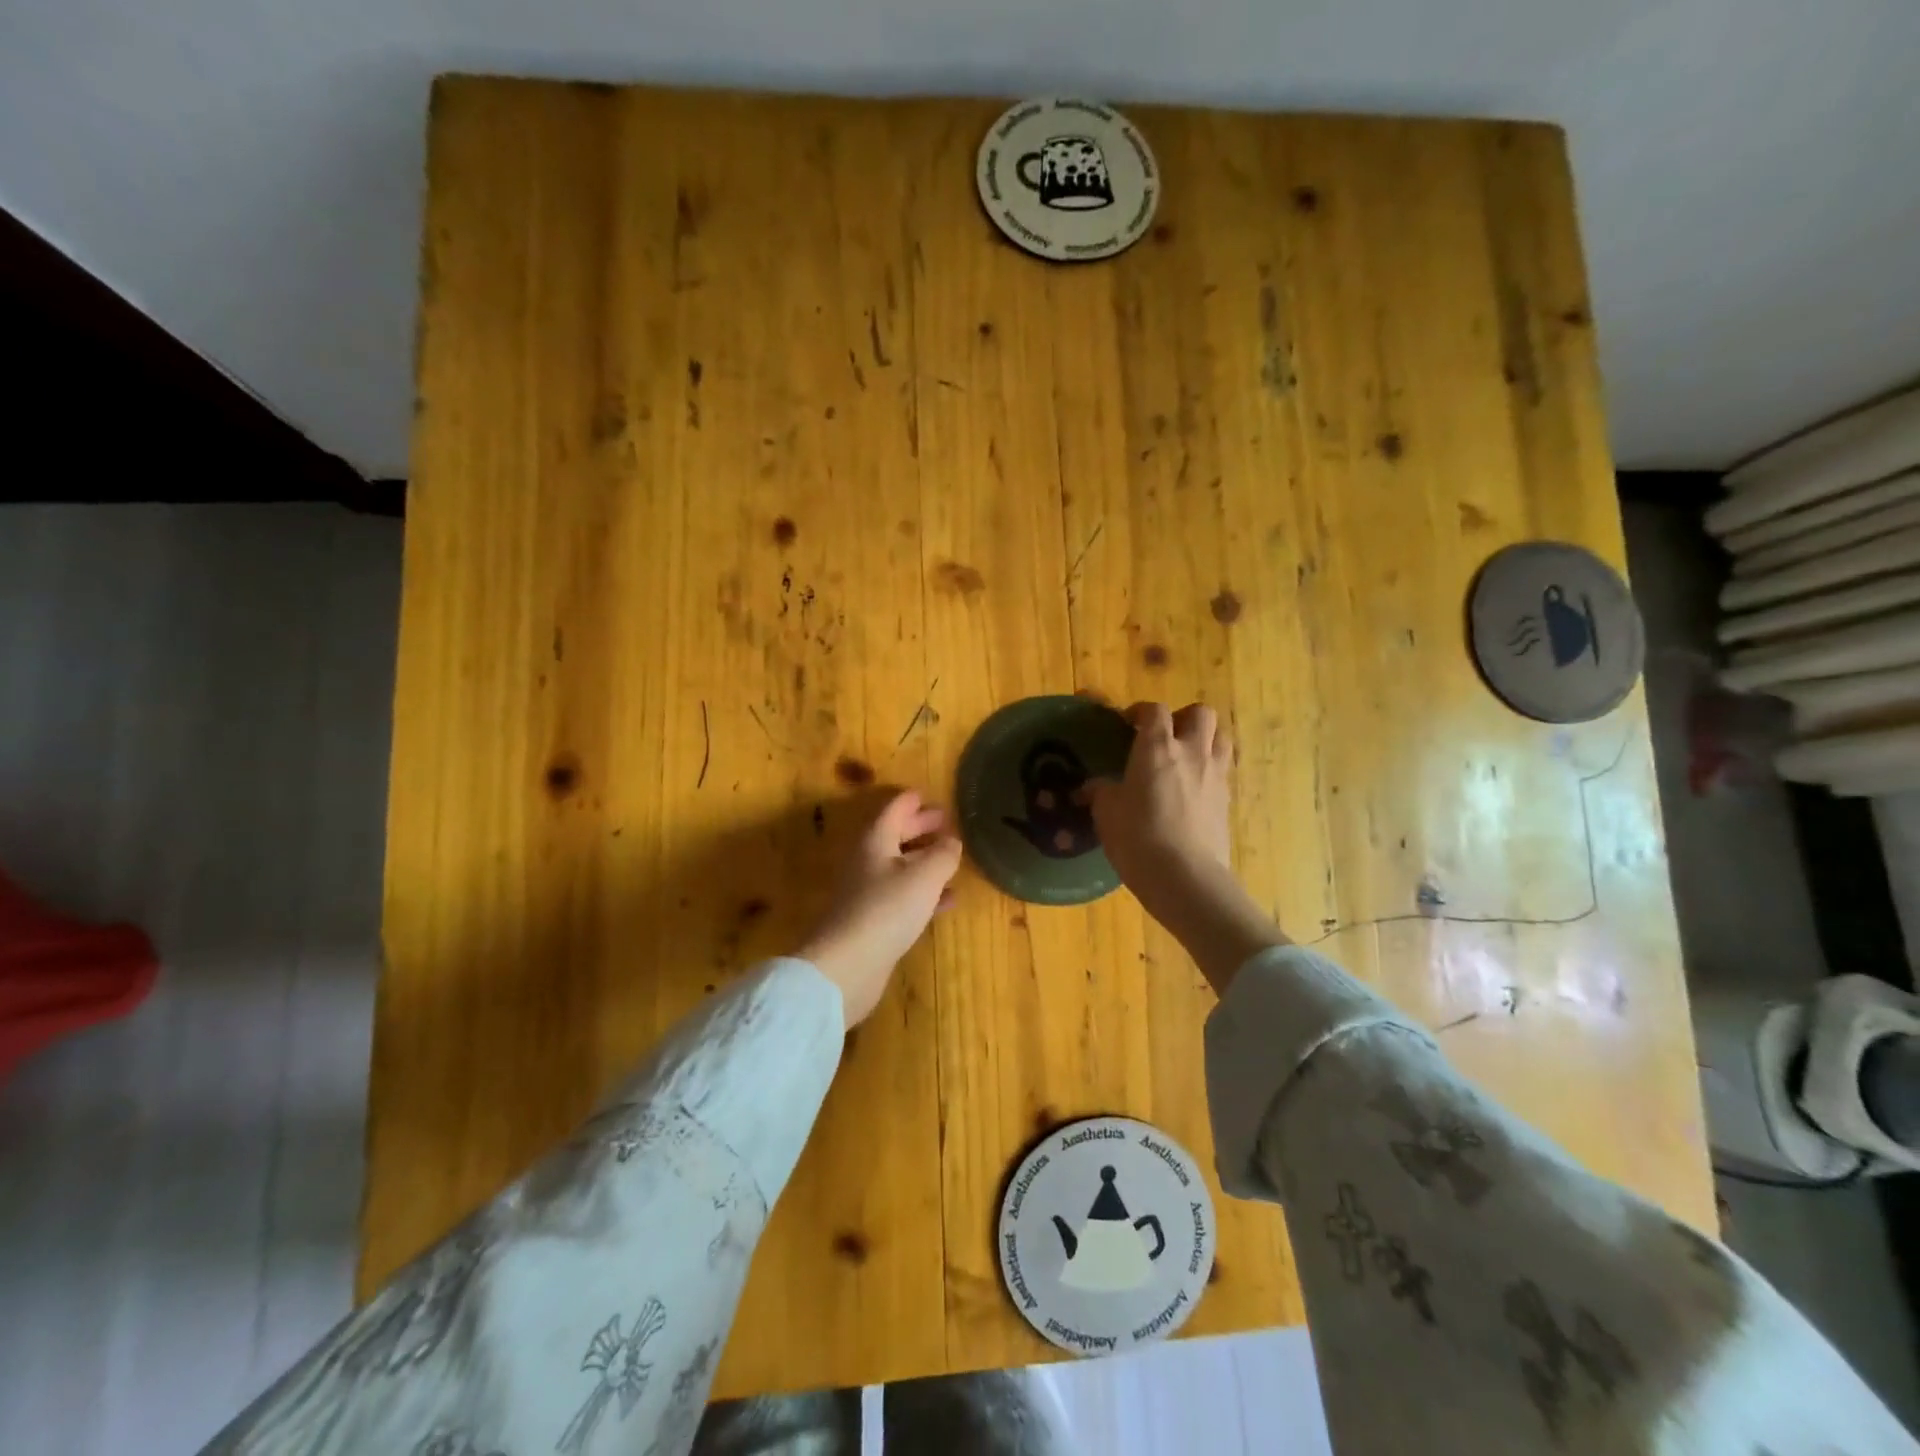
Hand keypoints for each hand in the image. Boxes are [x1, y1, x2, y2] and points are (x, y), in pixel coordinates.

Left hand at [796, 789, 961, 1028]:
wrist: (847, 965)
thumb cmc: (887, 909)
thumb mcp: (925, 875)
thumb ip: (943, 854)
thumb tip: (952, 841)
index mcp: (875, 840)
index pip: (894, 810)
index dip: (912, 801)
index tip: (928, 795)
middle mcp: (867, 861)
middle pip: (895, 835)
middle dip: (919, 827)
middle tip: (945, 821)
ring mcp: (867, 892)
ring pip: (900, 866)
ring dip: (924, 859)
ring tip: (951, 856)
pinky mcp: (873, 921)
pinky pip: (903, 895)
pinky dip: (924, 891)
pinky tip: (947, 899)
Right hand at [1087, 702, 1286, 994]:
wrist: (1185, 878)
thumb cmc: (1138, 838)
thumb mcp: (1106, 813)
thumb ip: (1101, 792)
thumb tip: (1093, 787)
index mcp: (1157, 748)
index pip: (1154, 710)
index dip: (1141, 712)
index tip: (1128, 723)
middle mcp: (1192, 752)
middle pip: (1200, 713)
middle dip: (1183, 718)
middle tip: (1165, 736)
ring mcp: (1215, 775)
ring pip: (1222, 737)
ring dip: (1205, 739)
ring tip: (1186, 757)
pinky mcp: (1227, 800)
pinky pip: (1223, 770)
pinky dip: (1210, 770)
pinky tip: (1193, 790)